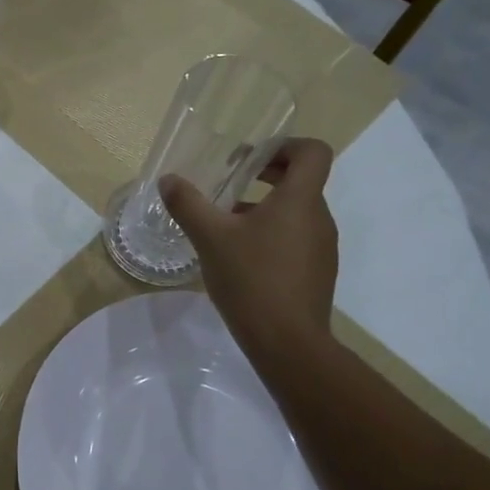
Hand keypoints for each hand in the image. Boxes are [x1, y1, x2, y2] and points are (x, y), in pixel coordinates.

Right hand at [160, 138, 338, 351]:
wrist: (287, 343)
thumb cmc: (251, 279)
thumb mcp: (210, 238)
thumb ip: (188, 204)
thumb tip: (168, 181)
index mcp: (300, 200)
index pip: (312, 152)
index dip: (284, 145)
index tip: (251, 158)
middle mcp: (319, 218)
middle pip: (301, 182)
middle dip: (265, 177)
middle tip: (229, 184)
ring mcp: (321, 248)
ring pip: (295, 213)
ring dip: (264, 209)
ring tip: (225, 225)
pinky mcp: (316, 273)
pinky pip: (295, 240)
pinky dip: (271, 236)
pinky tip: (239, 258)